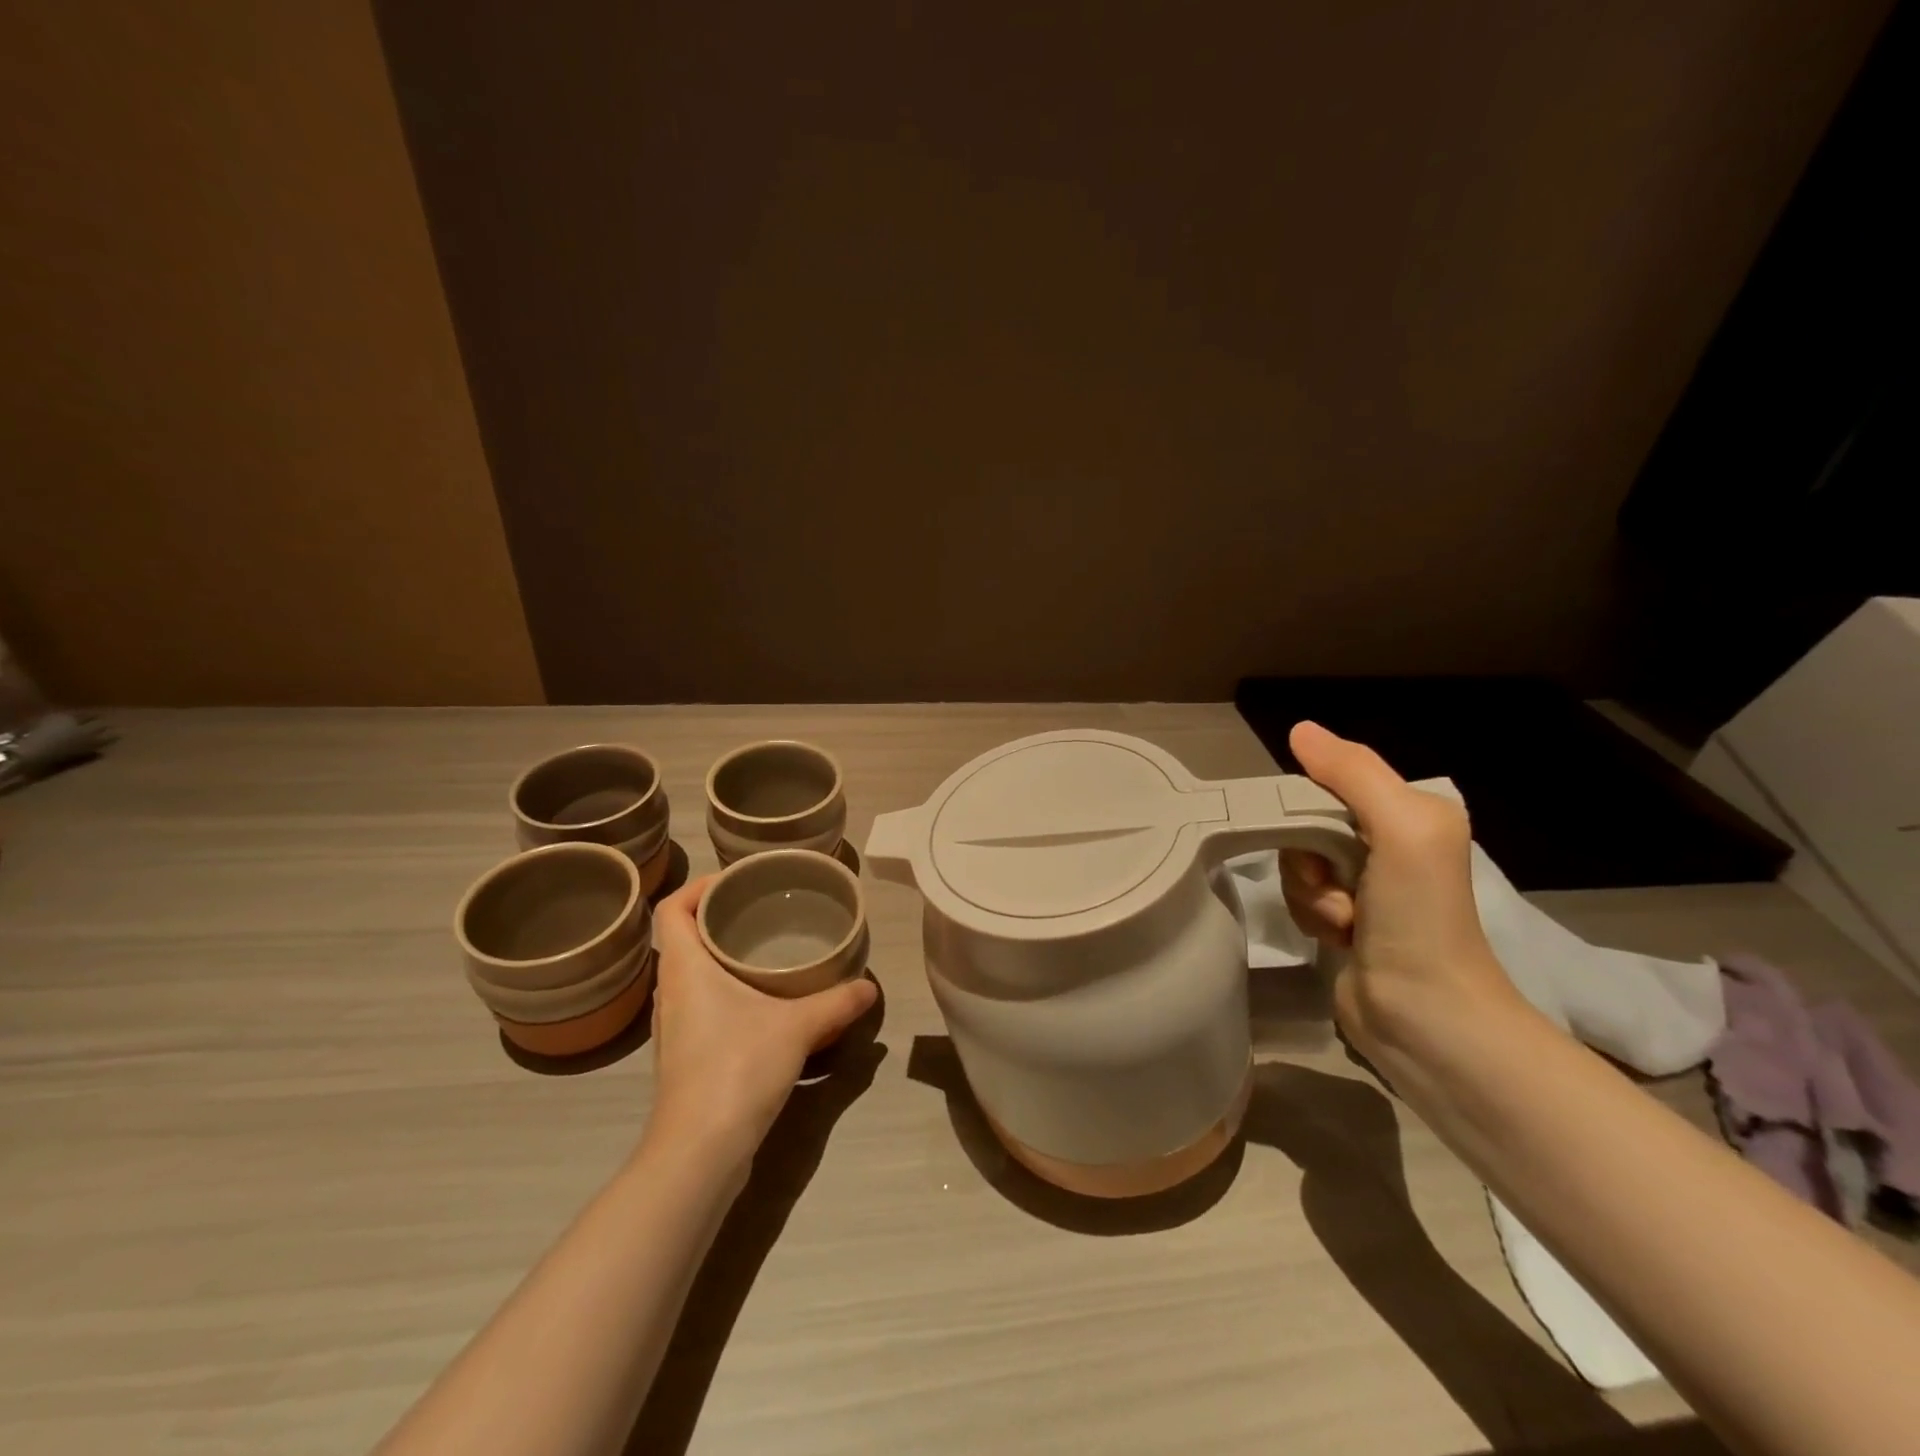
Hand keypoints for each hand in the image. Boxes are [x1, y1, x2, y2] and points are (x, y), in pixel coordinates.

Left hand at [643, 875, 877, 1177]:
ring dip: (718, 957)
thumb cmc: (737, 1068)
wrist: (699, 1151)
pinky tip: (758, 1003)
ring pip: (689, 974)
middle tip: (760, 911)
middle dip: (716, 918)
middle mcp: (670, 992)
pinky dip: (722, 991)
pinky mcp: (682, 1056)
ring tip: (762, 951)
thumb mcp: (798, 1028)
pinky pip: (698, 1004)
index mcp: (684, 968)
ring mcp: (672, 1027)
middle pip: (680, 938)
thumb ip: (837, 1003)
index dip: (697, 887)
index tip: (735, 882)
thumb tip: (869, 987)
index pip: (671, 909)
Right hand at [1278, 721, 1520, 1059]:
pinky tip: (1339, 937)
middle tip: (1335, 885)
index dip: (1307, 805)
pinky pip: (1301, 897)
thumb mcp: (1402, 828)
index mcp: (1409, 813)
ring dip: (1310, 893)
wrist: (1425, 1016)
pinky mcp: (1345, 921)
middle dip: (1309, 857)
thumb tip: (1299, 729)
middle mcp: (1389, 843)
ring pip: (1298, 863)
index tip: (1308, 835)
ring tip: (1344, 921)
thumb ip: (1353, 773)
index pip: (1331, 783)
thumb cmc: (1419, 916)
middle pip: (1307, 824)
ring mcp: (1366, 886)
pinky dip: (1311, 916)